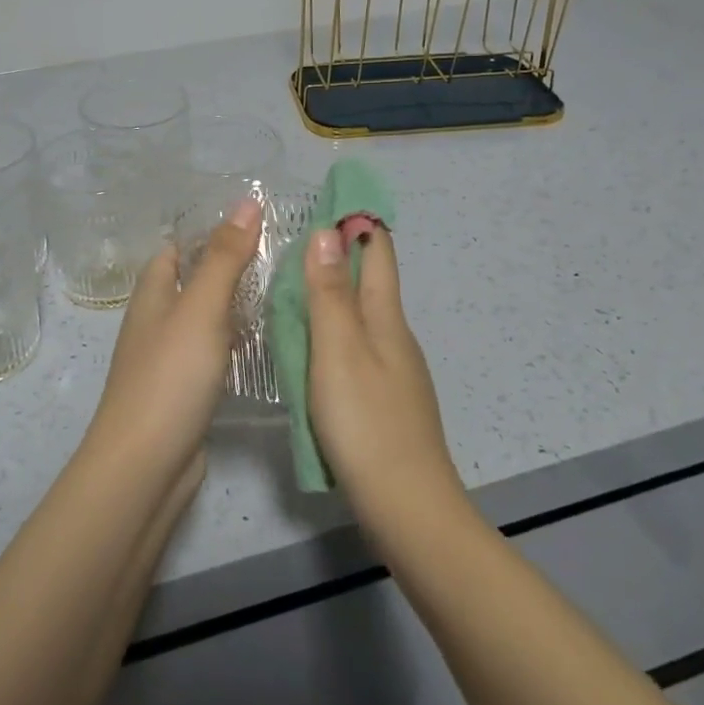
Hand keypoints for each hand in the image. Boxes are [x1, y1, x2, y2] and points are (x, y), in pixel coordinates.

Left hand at [88, 197, 263, 472]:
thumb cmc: (170, 377)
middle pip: (193, 281)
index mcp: (152, 294)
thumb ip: (225, 257)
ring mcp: (170, 358)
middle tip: (284, 253)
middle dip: (231, 266)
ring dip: (237, 304)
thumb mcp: (201, 308)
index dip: (210, 230)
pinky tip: (267, 342)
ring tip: (286, 289)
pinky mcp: (186, 391)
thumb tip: (247, 202)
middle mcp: (157, 321)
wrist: (146, 465)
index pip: (176, 247)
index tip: (257, 219)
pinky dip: (236, 342)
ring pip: (206, 318)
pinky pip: (213, 353)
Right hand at [303, 226, 461, 513]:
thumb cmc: (366, 421)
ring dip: (336, 295)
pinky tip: (314, 348)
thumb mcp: (338, 350)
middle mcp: (395, 338)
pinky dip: (335, 333)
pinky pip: (357, 350)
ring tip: (297, 287)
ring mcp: (394, 372)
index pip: (378, 255)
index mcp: (386, 319)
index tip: (334, 198)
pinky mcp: (385, 402)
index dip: (359, 224)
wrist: (406, 506)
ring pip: (363, 318)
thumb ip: (329, 294)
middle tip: (300, 238)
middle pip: (371, 284)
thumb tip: (329, 232)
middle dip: (342, 256)